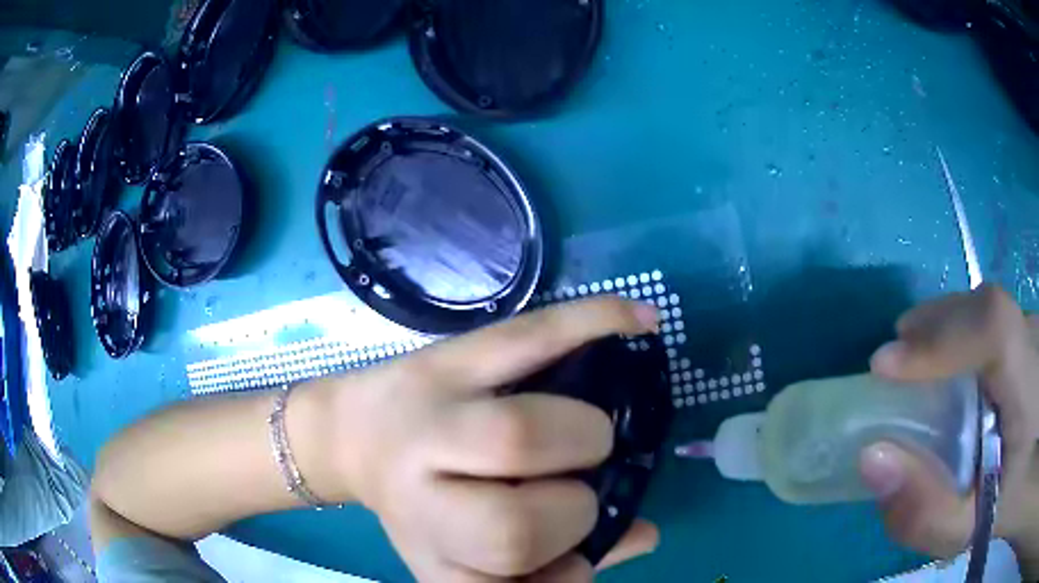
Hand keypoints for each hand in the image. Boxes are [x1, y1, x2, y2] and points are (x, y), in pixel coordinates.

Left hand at [328, 297, 662, 581]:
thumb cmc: (417, 505)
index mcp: (430, 548)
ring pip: (516, 436)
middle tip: (578, 484)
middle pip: (511, 525)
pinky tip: (639, 324)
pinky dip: (592, 325)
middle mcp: (417, 494)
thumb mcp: (464, 557)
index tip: (578, 553)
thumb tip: (643, 535)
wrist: (352, 434)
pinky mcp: (447, 357)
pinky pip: (527, 338)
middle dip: (574, 509)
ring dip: (584, 438)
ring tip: (588, 435)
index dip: (566, 571)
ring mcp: (431, 416)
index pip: (508, 581)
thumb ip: (552, 565)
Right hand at [858, 285, 1038, 571]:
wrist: (1026, 462)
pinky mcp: (1032, 335)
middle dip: (936, 328)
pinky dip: (967, 333)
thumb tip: (872, 458)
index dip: (941, 338)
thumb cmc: (1003, 506)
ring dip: (949, 328)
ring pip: (990, 310)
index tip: (885, 367)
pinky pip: (997, 320)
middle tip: (895, 362)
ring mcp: (1036, 331)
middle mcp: (1036, 341)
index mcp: (1031, 388)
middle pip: (987, 310)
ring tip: (918, 361)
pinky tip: (955, 363)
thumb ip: (926, 512)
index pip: (994, 330)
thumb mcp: (967, 531)